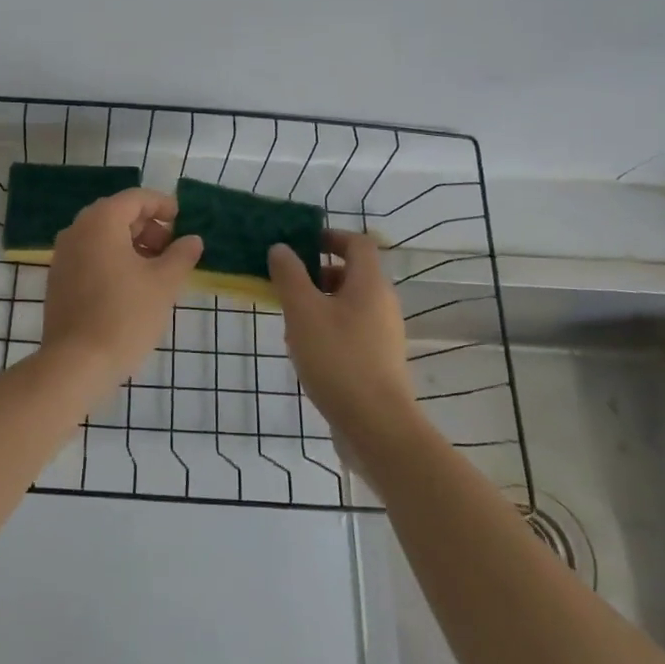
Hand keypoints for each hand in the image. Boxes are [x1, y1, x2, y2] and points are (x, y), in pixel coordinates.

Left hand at [41, 188, 203, 384]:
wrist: (76, 363)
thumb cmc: (125, 315)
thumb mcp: (164, 284)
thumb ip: (181, 256)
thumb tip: (192, 240)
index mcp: (101, 221)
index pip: (136, 198)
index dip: (162, 205)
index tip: (183, 222)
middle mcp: (77, 230)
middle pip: (117, 214)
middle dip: (148, 227)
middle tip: (172, 250)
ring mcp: (63, 255)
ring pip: (103, 236)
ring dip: (132, 245)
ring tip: (156, 271)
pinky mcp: (58, 279)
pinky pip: (90, 255)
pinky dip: (113, 259)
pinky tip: (131, 286)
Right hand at [268, 231, 416, 438]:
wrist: (376, 427)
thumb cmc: (338, 359)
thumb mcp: (303, 312)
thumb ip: (290, 276)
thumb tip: (281, 248)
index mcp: (370, 284)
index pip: (358, 243)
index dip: (330, 236)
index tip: (301, 243)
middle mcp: (382, 304)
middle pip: (352, 274)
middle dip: (317, 274)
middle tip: (287, 285)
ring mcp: (383, 335)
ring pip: (348, 305)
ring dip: (319, 304)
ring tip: (290, 323)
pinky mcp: (378, 361)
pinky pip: (351, 331)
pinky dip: (328, 329)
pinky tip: (305, 352)